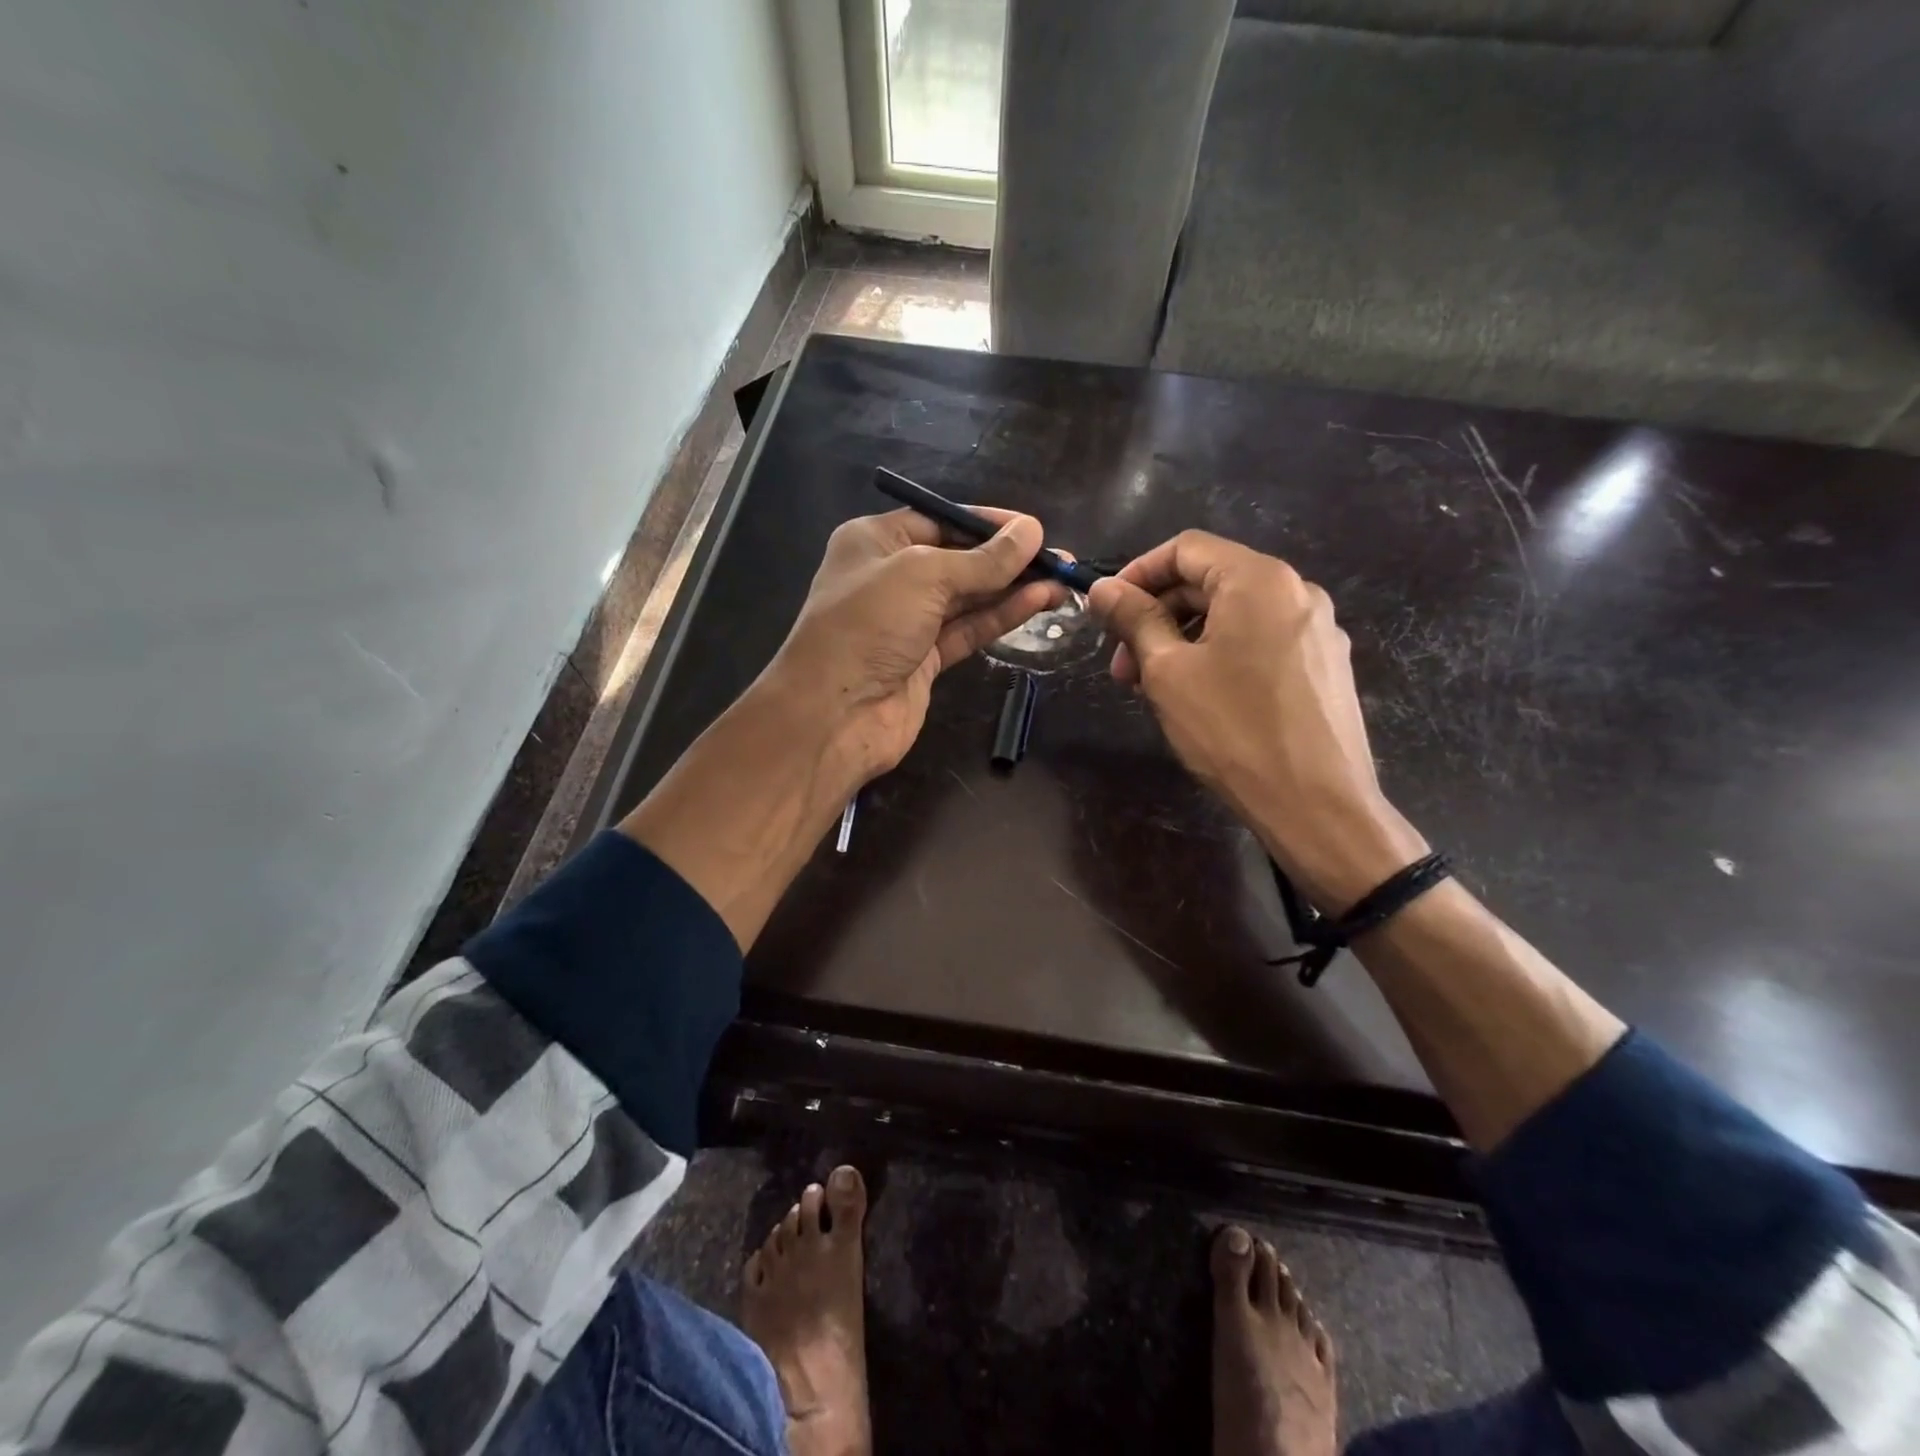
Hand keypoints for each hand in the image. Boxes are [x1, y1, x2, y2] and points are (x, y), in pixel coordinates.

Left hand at [763, 507, 1065, 784]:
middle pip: (959, 560)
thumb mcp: (924, 576)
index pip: (941, 519)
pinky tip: (1038, 603)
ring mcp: (908, 621)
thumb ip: (982, 559)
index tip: (1034, 529)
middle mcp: (891, 577)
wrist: (834, 713)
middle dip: (1008, 558)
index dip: (988, 523)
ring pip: (969, 597)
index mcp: (876, 541)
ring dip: (1013, 588)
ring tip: (1061, 580)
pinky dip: (1001, 616)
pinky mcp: (925, 659)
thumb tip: (1033, 531)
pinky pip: (969, 629)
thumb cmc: (868, 624)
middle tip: (1060, 558)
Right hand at [1087, 531, 1426, 909]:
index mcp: (1259, 579)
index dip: (1137, 573)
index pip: (1186, 548)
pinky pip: (1260, 641)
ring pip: (1234, 616)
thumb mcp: (1168, 671)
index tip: (1107, 611)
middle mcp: (1296, 591)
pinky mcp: (1324, 666)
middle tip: (1122, 665)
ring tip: (1154, 687)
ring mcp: (1317, 630)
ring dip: (1184, 639)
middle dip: (1157, 615)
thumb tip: (1103, 588)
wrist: (1316, 805)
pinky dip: (1220, 655)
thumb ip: (1134, 619)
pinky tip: (1199, 696)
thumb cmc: (1232, 730)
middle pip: (1211, 581)